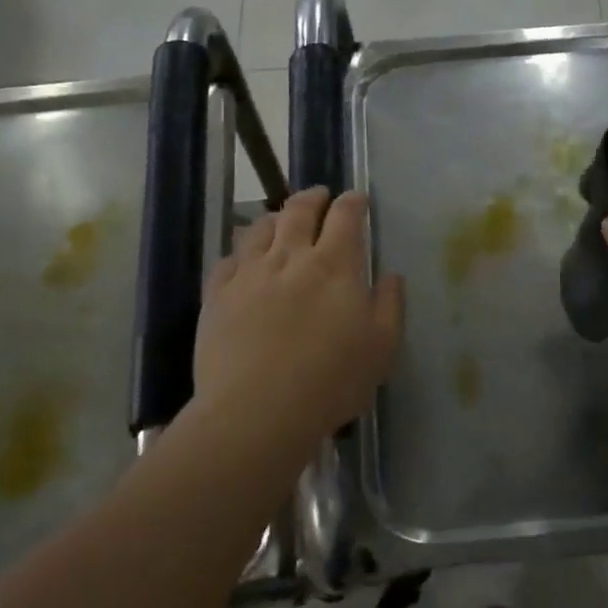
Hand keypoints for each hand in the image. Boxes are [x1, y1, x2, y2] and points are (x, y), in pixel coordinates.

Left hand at [193, 188, 404, 448]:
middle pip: (299, 211)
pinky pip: (227, 260)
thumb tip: (391, 276)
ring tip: (280, 220)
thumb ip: (389, 306)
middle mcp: (290, 258)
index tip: (357, 198)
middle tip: (320, 196)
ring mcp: (249, 274)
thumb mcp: (381, 348)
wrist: (256, 411)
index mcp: (334, 266)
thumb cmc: (330, 382)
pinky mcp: (217, 295)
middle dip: (313, 198)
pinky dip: (240, 252)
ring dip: (274, 218)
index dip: (353, 202)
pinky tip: (242, 259)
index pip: (345, 217)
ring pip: (259, 229)